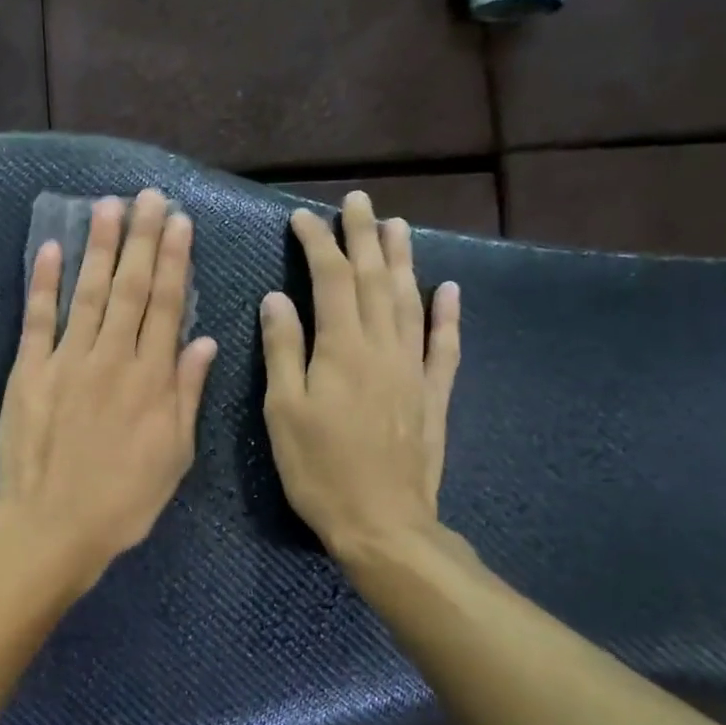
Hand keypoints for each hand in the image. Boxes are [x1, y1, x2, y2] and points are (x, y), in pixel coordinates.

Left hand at [0, 190, 218, 581]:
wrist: (55, 525)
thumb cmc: (123, 499)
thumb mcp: (174, 455)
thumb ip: (187, 395)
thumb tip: (203, 342)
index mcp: (151, 379)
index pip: (167, 306)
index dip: (174, 261)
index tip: (179, 223)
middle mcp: (112, 358)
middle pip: (131, 288)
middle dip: (142, 239)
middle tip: (149, 198)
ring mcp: (67, 360)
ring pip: (88, 292)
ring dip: (98, 247)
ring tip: (107, 207)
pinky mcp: (28, 371)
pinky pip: (37, 318)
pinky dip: (42, 282)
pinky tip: (48, 249)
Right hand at [261, 192, 460, 561]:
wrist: (382, 522)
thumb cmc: (319, 468)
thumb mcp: (284, 411)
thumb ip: (283, 351)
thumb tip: (277, 298)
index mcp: (341, 349)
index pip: (332, 280)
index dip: (318, 245)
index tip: (303, 217)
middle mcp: (382, 348)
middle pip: (376, 279)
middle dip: (364, 237)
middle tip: (358, 202)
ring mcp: (412, 369)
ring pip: (411, 301)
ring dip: (404, 260)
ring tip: (398, 226)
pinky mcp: (432, 395)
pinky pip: (443, 345)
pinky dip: (446, 314)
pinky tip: (448, 289)